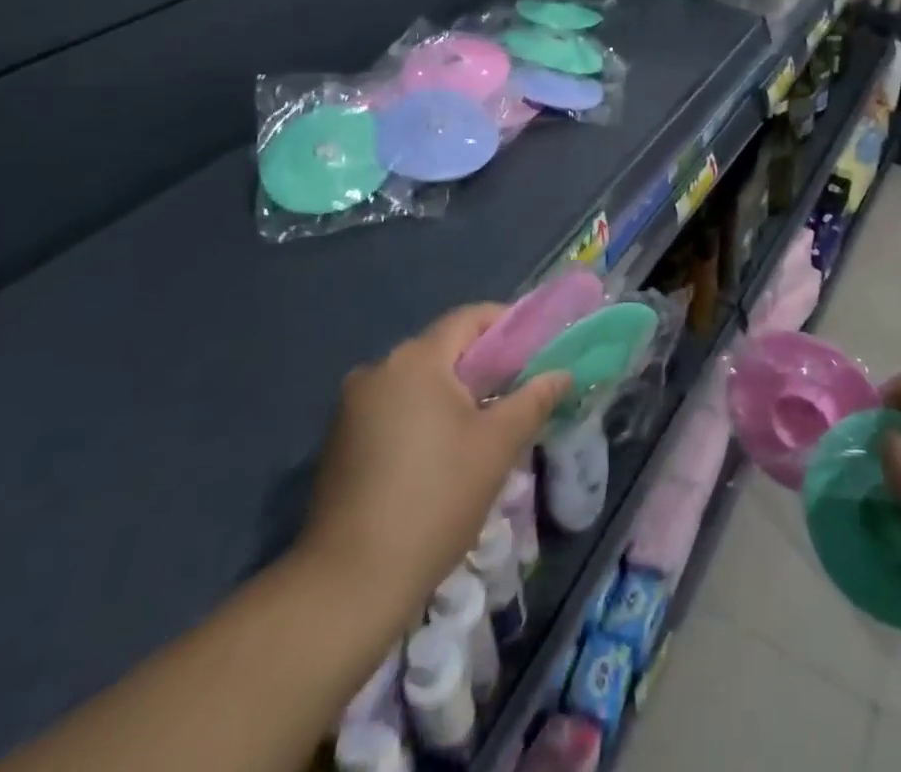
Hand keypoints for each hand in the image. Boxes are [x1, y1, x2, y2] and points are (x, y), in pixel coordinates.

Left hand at [291, 305, 568, 620]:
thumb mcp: (497, 446)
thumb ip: (533, 400)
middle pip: (442, 350)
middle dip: (481, 366)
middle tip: (516, 394)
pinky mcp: (339, 440)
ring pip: (417, 382)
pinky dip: (421, 417)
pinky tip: (438, 457)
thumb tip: (561, 373)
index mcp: (416, 360)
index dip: (507, 325)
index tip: (535, 350)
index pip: (469, 318)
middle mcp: (378, 369)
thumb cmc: (435, 500)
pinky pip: (393, 409)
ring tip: (482, 430)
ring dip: (450, 395)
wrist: (349, 583)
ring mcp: (351, 406)